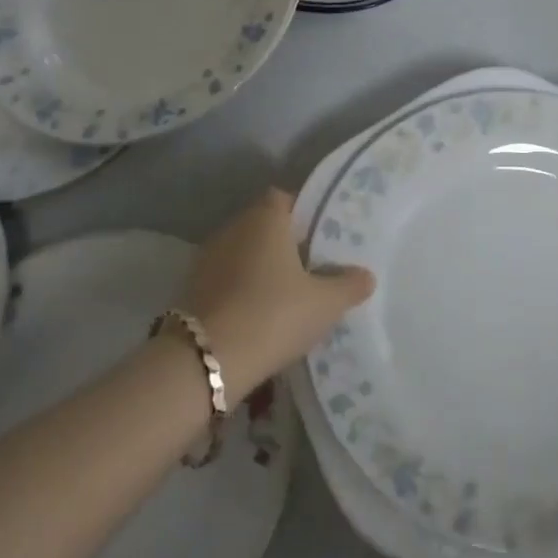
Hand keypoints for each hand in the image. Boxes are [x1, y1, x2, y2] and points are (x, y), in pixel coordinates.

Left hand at [183, 189, 374, 402]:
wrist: (207, 359)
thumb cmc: (274, 314)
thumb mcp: (325, 304)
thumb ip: (349, 285)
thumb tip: (366, 275)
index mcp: (265, 218)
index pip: (285, 198)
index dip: (304, 214)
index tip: (322, 237)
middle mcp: (233, 227)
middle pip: (263, 225)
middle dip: (284, 243)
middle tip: (312, 268)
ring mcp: (207, 257)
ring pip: (242, 253)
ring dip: (260, 268)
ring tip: (286, 295)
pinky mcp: (191, 287)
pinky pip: (226, 279)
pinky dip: (241, 290)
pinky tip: (258, 315)